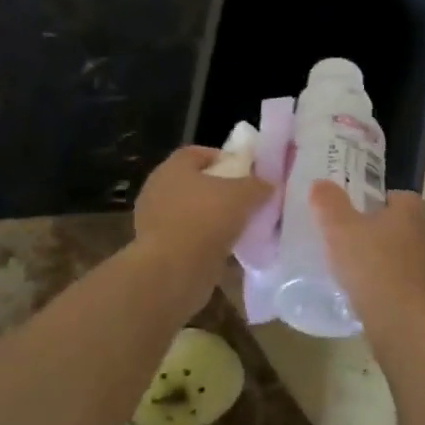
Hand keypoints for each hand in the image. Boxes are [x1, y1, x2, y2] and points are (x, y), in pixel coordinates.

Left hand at [132, 146, 272, 307]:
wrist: (172, 272)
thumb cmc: (204, 220)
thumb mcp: (242, 195)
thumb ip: (257, 185)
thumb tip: (268, 184)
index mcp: (172, 168)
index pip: (198, 153)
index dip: (224, 158)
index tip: (247, 171)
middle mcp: (159, 190)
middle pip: (196, 184)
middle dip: (222, 192)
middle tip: (248, 201)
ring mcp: (156, 222)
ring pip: (193, 214)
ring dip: (214, 220)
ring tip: (242, 228)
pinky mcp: (159, 250)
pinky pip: (189, 239)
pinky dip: (206, 243)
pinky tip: (228, 251)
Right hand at [310, 181, 424, 332]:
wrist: (403, 321)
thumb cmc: (372, 265)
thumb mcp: (340, 229)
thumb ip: (329, 204)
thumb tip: (320, 183)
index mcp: (410, 213)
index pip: (402, 196)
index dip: (381, 200)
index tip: (360, 209)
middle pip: (403, 226)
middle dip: (381, 230)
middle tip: (353, 237)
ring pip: (405, 255)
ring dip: (386, 259)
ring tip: (357, 268)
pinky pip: (405, 283)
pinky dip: (389, 285)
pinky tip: (368, 294)